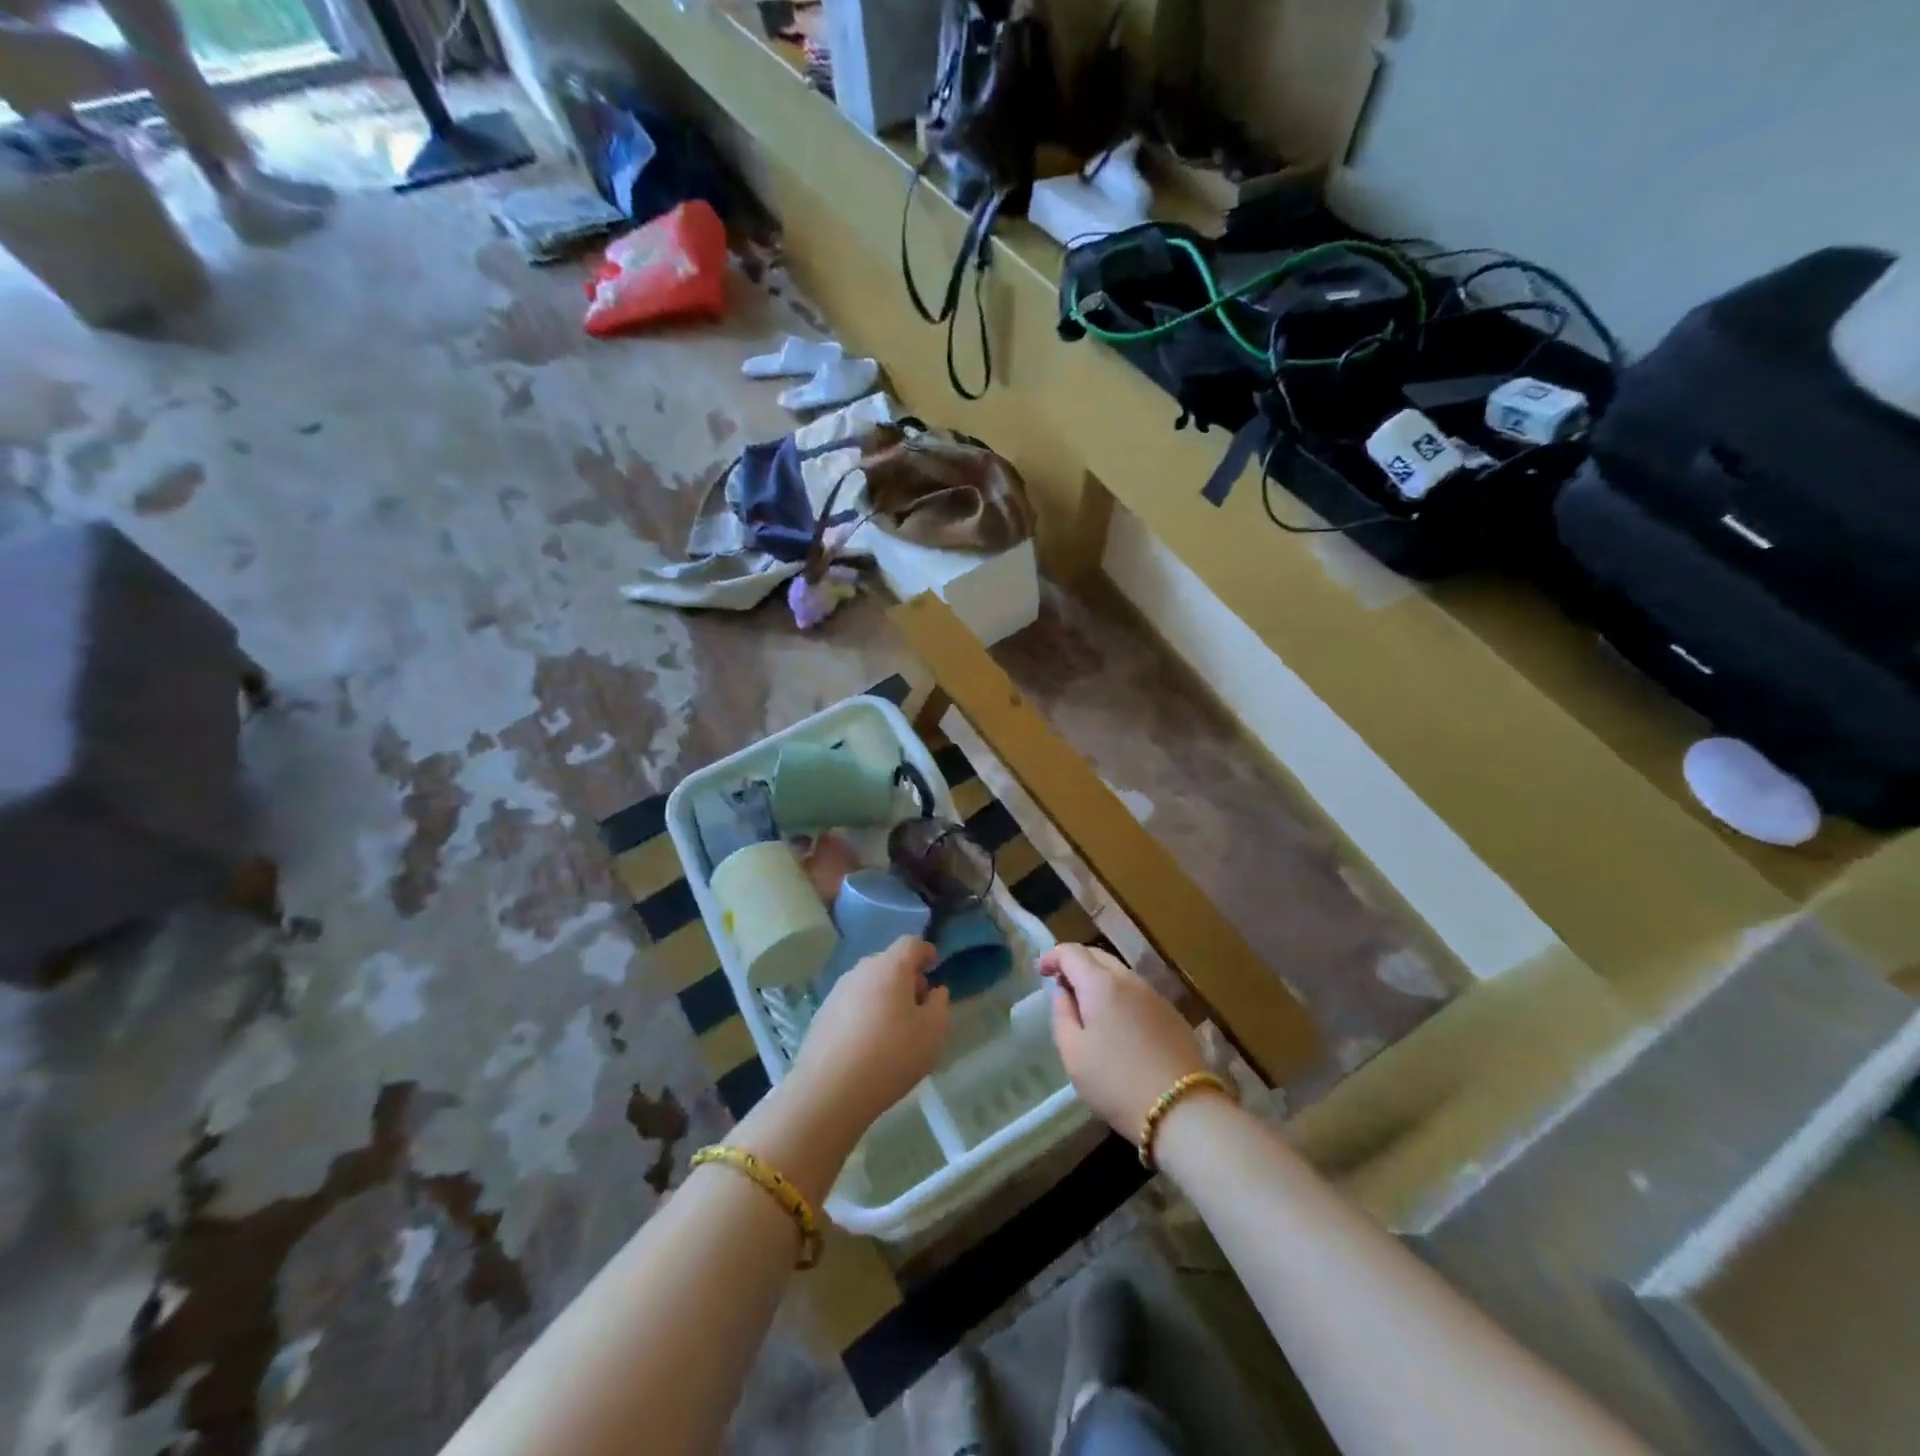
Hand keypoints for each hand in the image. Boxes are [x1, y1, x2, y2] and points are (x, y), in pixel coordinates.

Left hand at [786, 937, 950, 1138]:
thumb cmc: (890, 1056)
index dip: (926, 952)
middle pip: (889, 962)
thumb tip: (935, 991)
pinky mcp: (822, 1012)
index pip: (911, 943)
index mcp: (890, 967)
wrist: (829, 1090)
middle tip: (918, 1005)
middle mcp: (861, 970)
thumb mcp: (931, 1033)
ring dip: (885, 994)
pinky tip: (868, 1041)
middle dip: (907, 977)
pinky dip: (865, 1010)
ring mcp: (838, 990)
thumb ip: (939, 1005)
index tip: (935, 968)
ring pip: (869, 982)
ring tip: (894, 1027)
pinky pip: (852, 1001)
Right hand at [1044, 944, 1208, 1137]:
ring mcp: (1156, 996)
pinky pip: (1139, 994)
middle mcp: (1130, 980)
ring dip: (1100, 980)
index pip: (1072, 952)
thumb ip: (1062, 1014)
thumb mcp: (1073, 1052)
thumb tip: (1065, 992)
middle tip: (1062, 986)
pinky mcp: (1173, 1016)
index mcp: (1101, 984)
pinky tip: (1119, 1024)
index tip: (1040, 972)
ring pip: (1121, 974)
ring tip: (1088, 1007)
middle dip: (1076, 964)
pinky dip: (1121, 997)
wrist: (1182, 1109)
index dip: (1052, 957)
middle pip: (1099, 957)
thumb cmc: (1115, 1082)